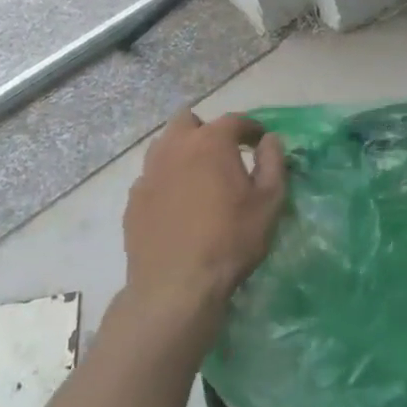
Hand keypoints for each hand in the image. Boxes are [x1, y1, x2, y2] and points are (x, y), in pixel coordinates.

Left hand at [121, 111, 285, 328]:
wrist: (176, 287)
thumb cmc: (231, 240)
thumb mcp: (269, 202)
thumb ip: (273, 162)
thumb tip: (270, 139)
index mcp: (210, 142)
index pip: (234, 120)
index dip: (251, 127)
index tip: (260, 141)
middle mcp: (174, 148)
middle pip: (187, 120)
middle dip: (207, 130)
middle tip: (223, 153)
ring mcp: (148, 174)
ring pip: (164, 145)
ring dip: (183, 151)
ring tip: (199, 177)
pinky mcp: (133, 200)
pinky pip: (152, 176)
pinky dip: (167, 180)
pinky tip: (178, 204)